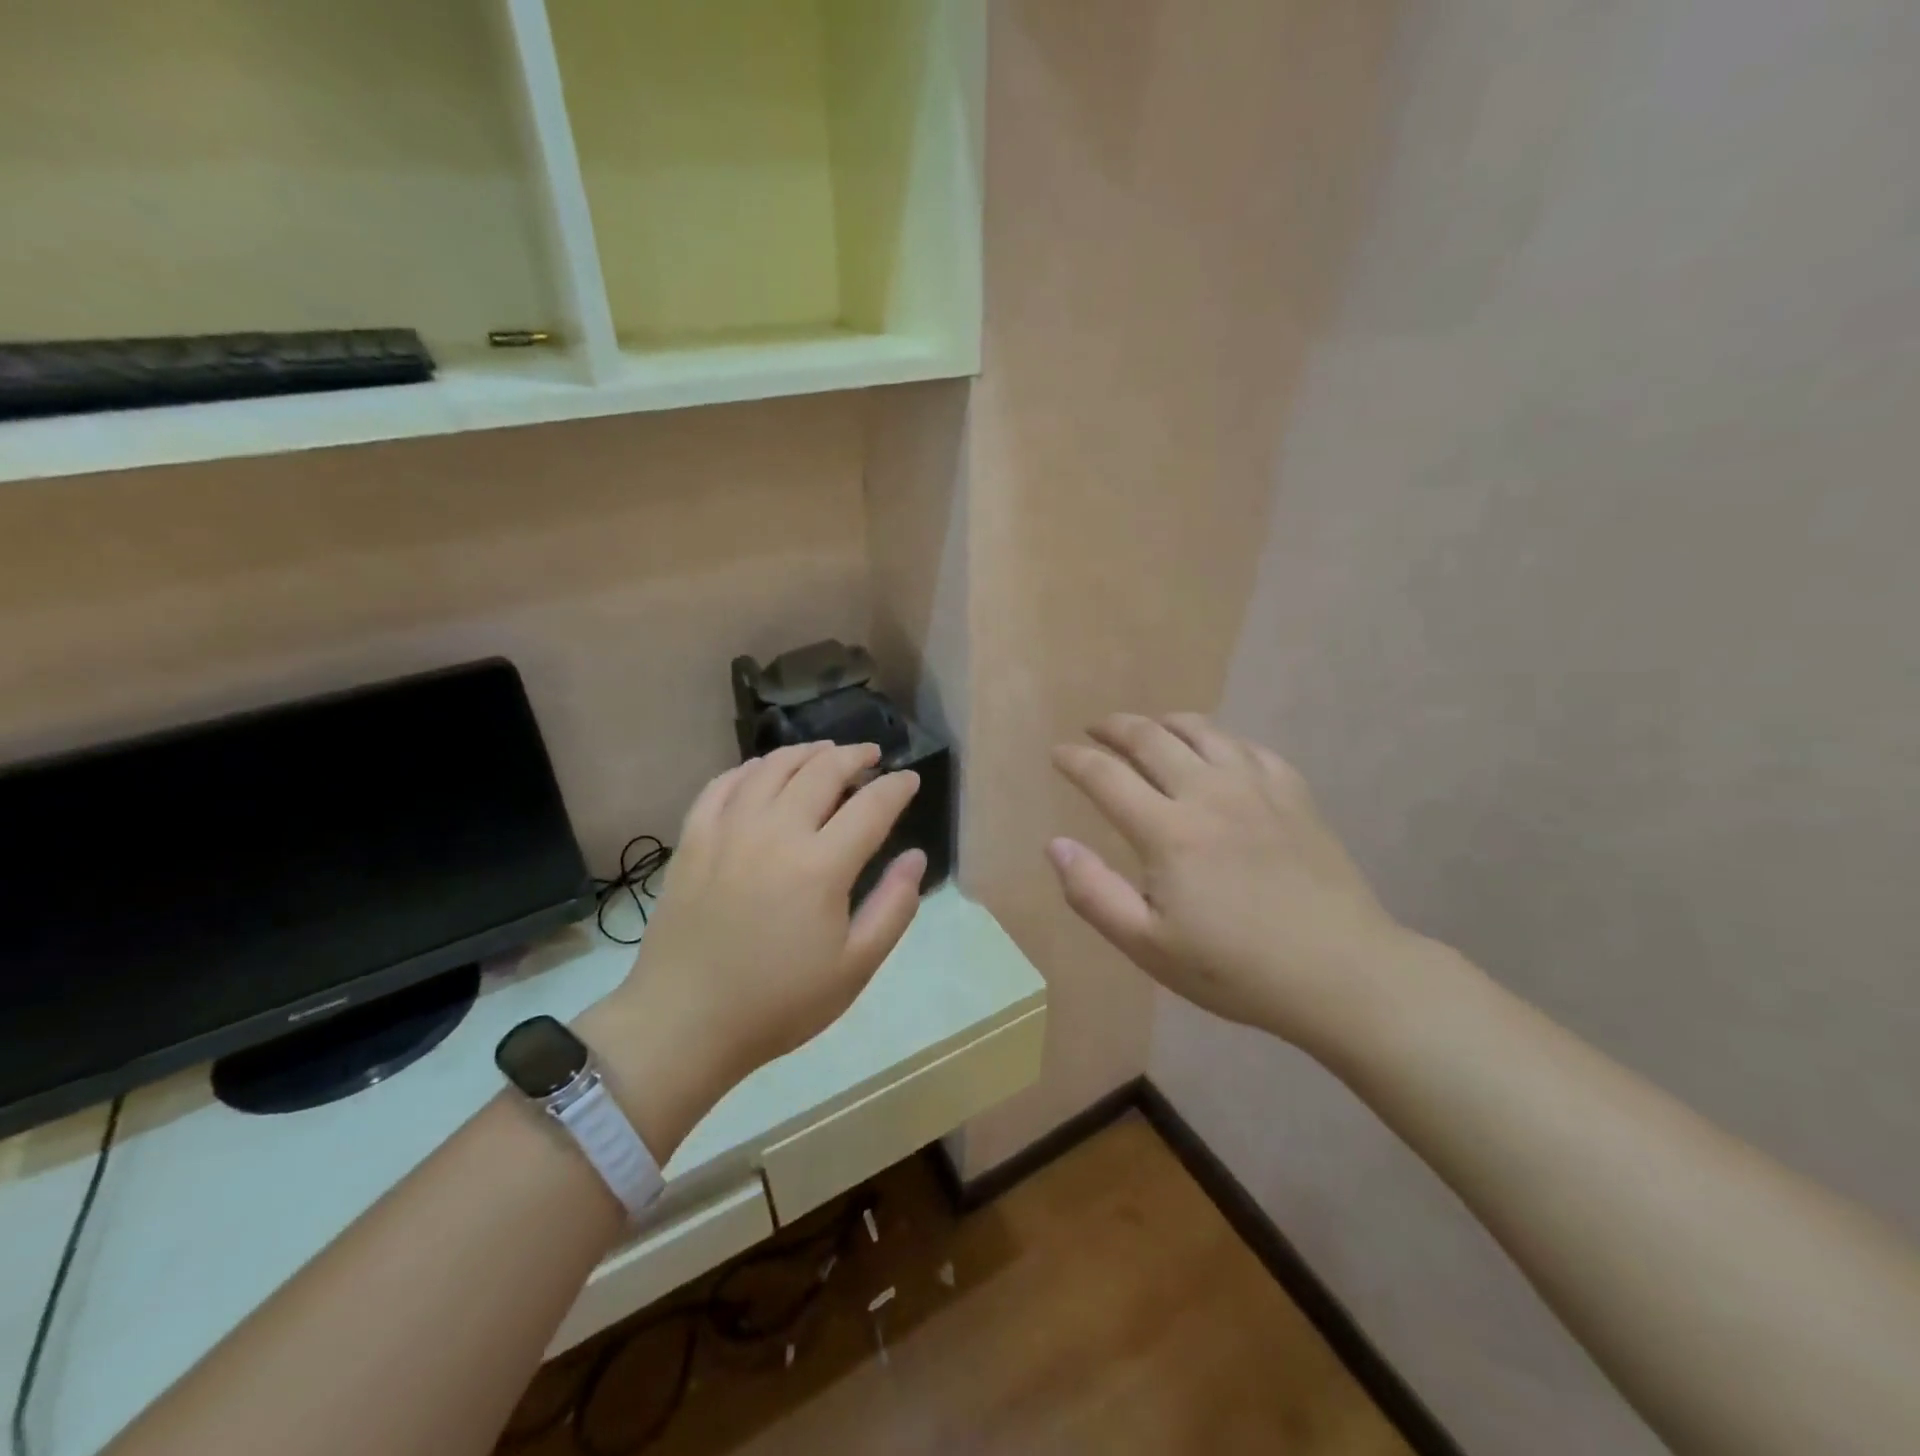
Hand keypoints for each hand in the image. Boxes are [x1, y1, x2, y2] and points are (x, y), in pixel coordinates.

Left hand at [582, 742, 925, 1156]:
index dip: (897, 787)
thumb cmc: (779, 1002)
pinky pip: (723, 784)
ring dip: (806, 752)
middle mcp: (776, 832)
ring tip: (825, 753)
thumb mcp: (855, 967)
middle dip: (855, 756)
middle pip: (822, 770)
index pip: (872, 805)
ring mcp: (728, 829)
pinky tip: (763, 772)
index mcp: (821, 865)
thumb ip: (894, 907)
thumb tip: (916, 857)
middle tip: (872, 756)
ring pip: (772, 766)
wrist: (684, 1023)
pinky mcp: (693, 838)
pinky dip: (751, 768)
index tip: (910, 780)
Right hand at [1048, 713, 1410, 1051]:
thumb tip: (1056, 844)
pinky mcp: (1293, 794)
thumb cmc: (1236, 969)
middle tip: (1095, 730)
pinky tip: (1215, 751)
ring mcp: (1256, 788)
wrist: (1342, 973)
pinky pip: (1247, 746)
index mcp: (1168, 831)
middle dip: (1114, 727)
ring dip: (1164, 723)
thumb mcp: (1149, 947)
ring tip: (1148, 728)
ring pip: (1201, 731)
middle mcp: (1208, 793)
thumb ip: (1093, 893)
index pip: (1106, 776)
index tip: (1058, 754)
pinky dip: (1217, 738)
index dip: (1075, 760)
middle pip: (1150, 738)